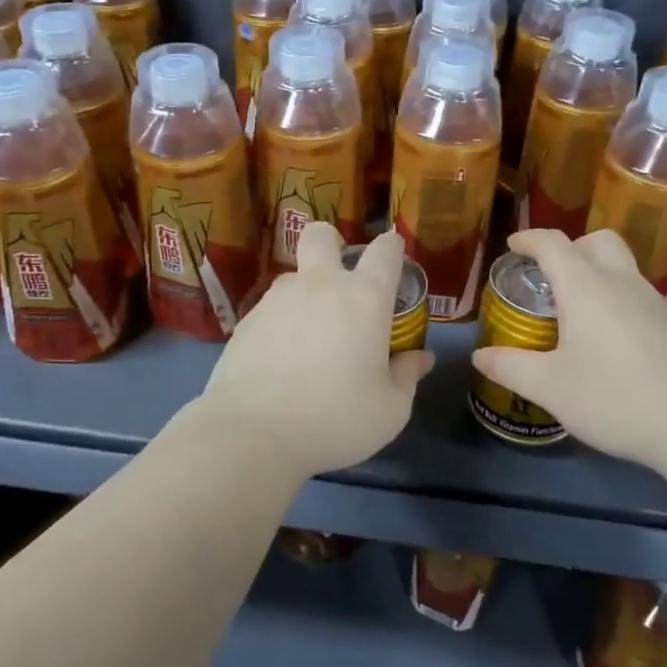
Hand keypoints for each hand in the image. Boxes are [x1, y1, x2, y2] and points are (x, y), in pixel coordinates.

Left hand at [197, 225, 432, 477]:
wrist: (253, 431)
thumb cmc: (335, 418)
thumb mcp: (389, 409)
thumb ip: (407, 376)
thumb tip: (419, 357)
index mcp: (364, 298)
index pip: (385, 250)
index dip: (393, 247)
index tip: (395, 259)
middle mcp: (320, 285)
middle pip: (322, 235)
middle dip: (333, 243)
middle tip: (340, 278)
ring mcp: (277, 299)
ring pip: (294, 276)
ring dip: (306, 293)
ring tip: (310, 336)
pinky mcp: (247, 320)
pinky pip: (271, 309)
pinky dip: (281, 324)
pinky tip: (281, 360)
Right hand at [470, 229, 666, 470]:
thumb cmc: (615, 398)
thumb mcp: (551, 388)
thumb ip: (511, 368)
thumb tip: (480, 356)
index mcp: (586, 287)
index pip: (553, 243)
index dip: (529, 239)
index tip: (513, 245)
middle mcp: (623, 282)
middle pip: (598, 241)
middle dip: (571, 247)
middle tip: (552, 276)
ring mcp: (657, 302)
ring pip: (624, 268)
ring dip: (598, 275)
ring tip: (579, 313)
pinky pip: (642, 296)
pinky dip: (620, 301)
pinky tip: (615, 343)